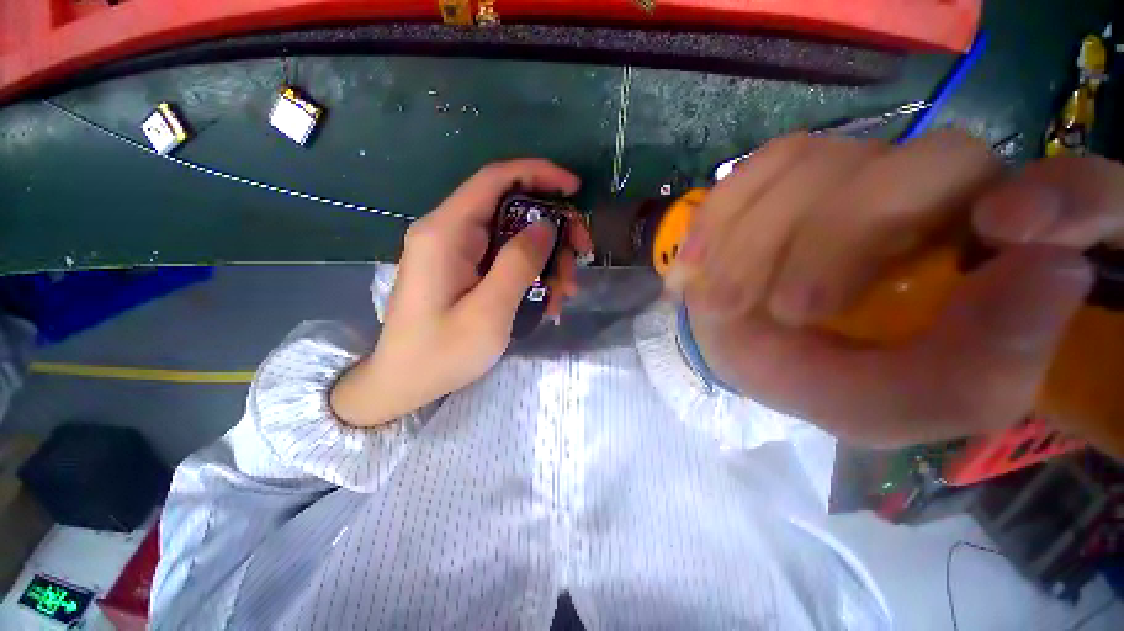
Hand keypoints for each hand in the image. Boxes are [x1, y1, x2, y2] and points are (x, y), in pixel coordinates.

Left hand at [331, 159, 590, 427]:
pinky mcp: (463, 270)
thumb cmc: (441, 354)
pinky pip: (505, 260)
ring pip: (514, 237)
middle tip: (581, 257)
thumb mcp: (488, 312)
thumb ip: (518, 264)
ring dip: (546, 259)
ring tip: (563, 294)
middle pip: (511, 209)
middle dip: (553, 229)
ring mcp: (456, 252)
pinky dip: (531, 274)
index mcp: (446, 232)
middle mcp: (449, 232)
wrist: (403, 385)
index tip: (576, 190)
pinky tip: (546, 301)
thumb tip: (547, 225)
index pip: (496, 179)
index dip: (539, 174)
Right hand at [678, 130, 1123, 445]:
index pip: (1085, 191)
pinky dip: (720, 219)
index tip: (1008, 233)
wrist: (744, 348)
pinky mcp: (781, 170)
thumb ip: (974, 373)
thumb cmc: (819, 380)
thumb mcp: (890, 406)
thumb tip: (1057, 270)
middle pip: (923, 162)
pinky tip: (696, 265)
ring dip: (757, 244)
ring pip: (818, 164)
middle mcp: (937, 192)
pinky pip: (756, 170)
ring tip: (720, 301)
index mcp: (989, 256)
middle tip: (782, 310)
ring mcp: (853, 168)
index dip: (1067, 197)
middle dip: (835, 242)